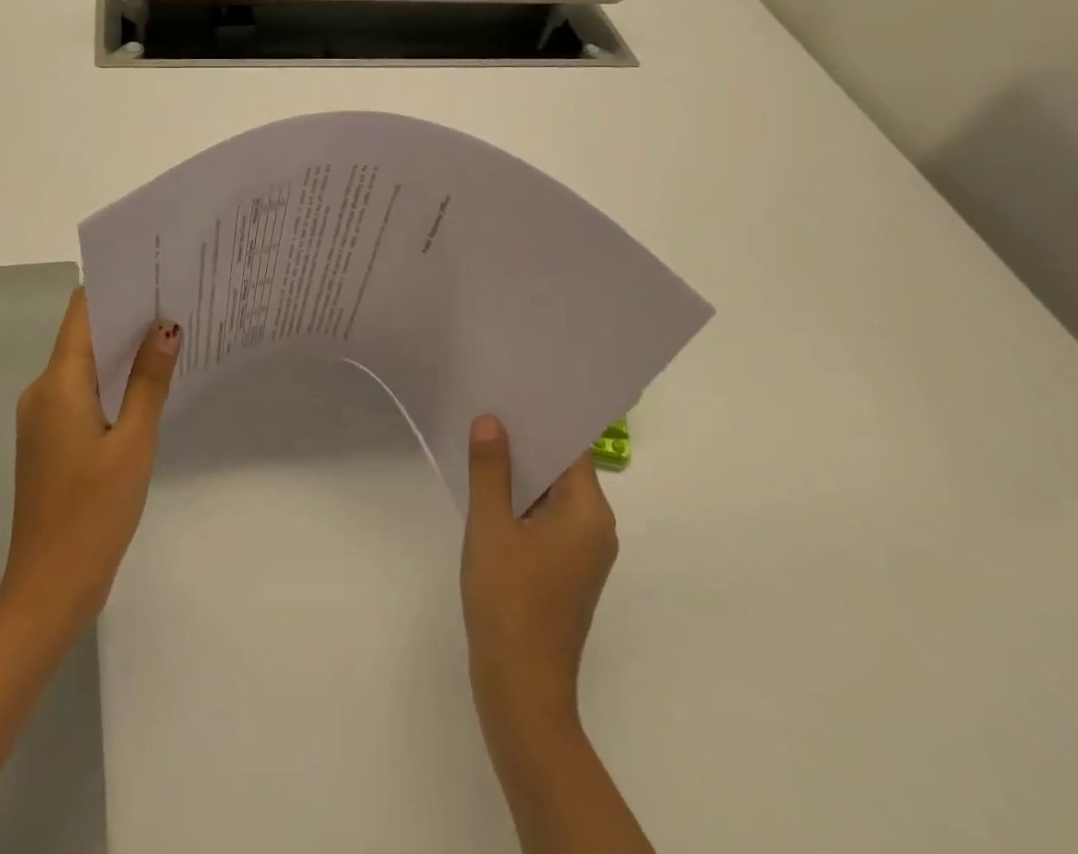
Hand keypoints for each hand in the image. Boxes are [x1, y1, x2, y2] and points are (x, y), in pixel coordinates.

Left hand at [0, 288, 179, 630]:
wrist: (48, 589)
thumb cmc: (93, 512)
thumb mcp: (133, 443)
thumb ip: (150, 382)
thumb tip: (166, 328)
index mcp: (57, 384)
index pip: (81, 313)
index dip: (114, 288)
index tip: (153, 274)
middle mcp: (42, 392)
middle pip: (82, 336)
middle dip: (125, 318)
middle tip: (175, 303)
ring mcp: (41, 418)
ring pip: (83, 367)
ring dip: (120, 353)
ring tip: (169, 338)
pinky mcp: (48, 440)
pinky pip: (79, 394)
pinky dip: (110, 384)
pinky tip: (145, 389)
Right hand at [460, 415, 618, 733]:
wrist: (520, 688)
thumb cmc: (509, 600)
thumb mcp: (490, 526)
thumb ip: (490, 469)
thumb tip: (491, 421)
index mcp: (589, 513)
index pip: (572, 449)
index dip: (543, 418)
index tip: (513, 389)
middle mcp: (596, 528)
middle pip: (564, 469)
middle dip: (526, 441)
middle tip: (488, 406)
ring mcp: (583, 553)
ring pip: (552, 495)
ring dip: (521, 472)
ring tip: (481, 439)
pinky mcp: (566, 572)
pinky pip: (546, 519)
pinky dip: (522, 501)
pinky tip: (488, 488)